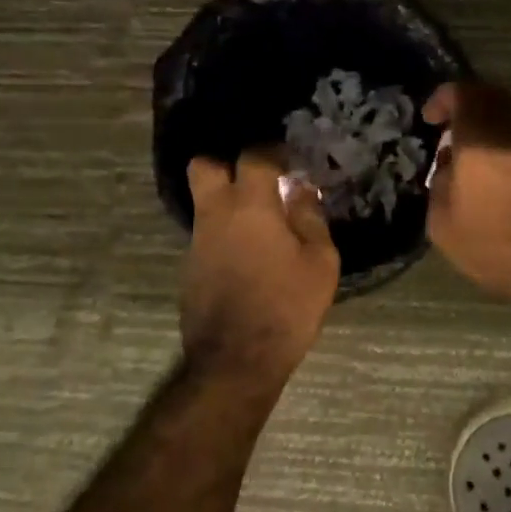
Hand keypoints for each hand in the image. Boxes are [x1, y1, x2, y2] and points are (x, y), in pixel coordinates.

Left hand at [181, 150, 339, 381]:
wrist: (236, 362)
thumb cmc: (287, 306)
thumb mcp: (320, 261)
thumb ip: (309, 218)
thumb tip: (300, 191)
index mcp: (250, 206)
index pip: (253, 156)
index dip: (271, 150)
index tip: (288, 158)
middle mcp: (216, 215)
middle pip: (203, 166)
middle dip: (226, 162)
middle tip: (257, 178)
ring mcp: (197, 242)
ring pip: (205, 202)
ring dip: (228, 202)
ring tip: (262, 222)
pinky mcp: (190, 268)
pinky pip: (207, 234)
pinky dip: (225, 233)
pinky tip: (249, 255)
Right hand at [422, 82, 510, 304]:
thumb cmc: (489, 239)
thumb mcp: (442, 220)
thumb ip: (439, 183)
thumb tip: (448, 168)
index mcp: (480, 135)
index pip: (463, 92)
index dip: (443, 99)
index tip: (429, 120)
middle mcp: (510, 130)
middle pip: (489, 96)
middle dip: (465, 105)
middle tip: (447, 128)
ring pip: (506, 116)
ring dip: (484, 126)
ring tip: (464, 157)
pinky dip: (498, 143)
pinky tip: (486, 174)